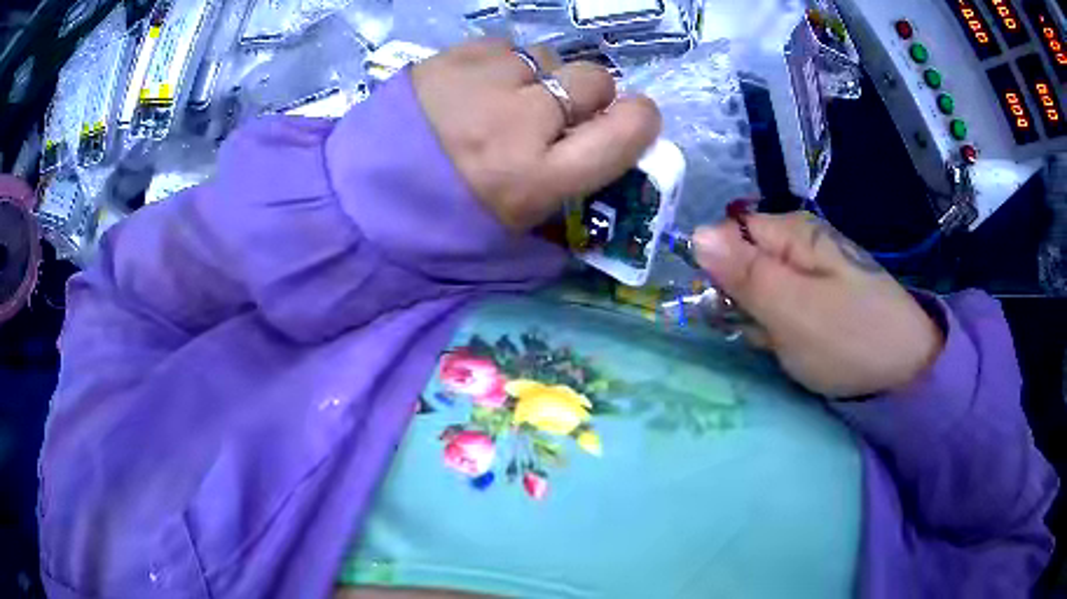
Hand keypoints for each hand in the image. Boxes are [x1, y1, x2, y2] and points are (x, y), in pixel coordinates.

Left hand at [411, 39, 660, 230]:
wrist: (354, 204)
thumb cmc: (433, 232)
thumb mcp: (508, 247)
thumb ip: (564, 217)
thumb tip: (599, 180)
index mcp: (538, 177)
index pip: (625, 131)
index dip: (640, 122)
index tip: (632, 122)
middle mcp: (520, 121)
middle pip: (594, 81)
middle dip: (590, 97)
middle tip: (558, 117)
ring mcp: (484, 81)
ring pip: (549, 58)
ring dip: (542, 79)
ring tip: (506, 102)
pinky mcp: (451, 57)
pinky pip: (506, 46)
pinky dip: (505, 64)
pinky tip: (479, 87)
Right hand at [694, 212, 944, 398]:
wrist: (905, 370)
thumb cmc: (848, 338)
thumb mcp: (791, 308)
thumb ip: (743, 272)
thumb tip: (695, 234)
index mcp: (793, 233)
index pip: (730, 233)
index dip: (720, 268)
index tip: (727, 305)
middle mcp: (801, 244)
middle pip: (744, 261)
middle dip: (741, 298)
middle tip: (761, 329)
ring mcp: (813, 272)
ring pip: (761, 289)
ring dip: (760, 318)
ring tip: (781, 342)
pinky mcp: (822, 298)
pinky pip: (783, 307)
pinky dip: (780, 328)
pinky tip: (794, 345)